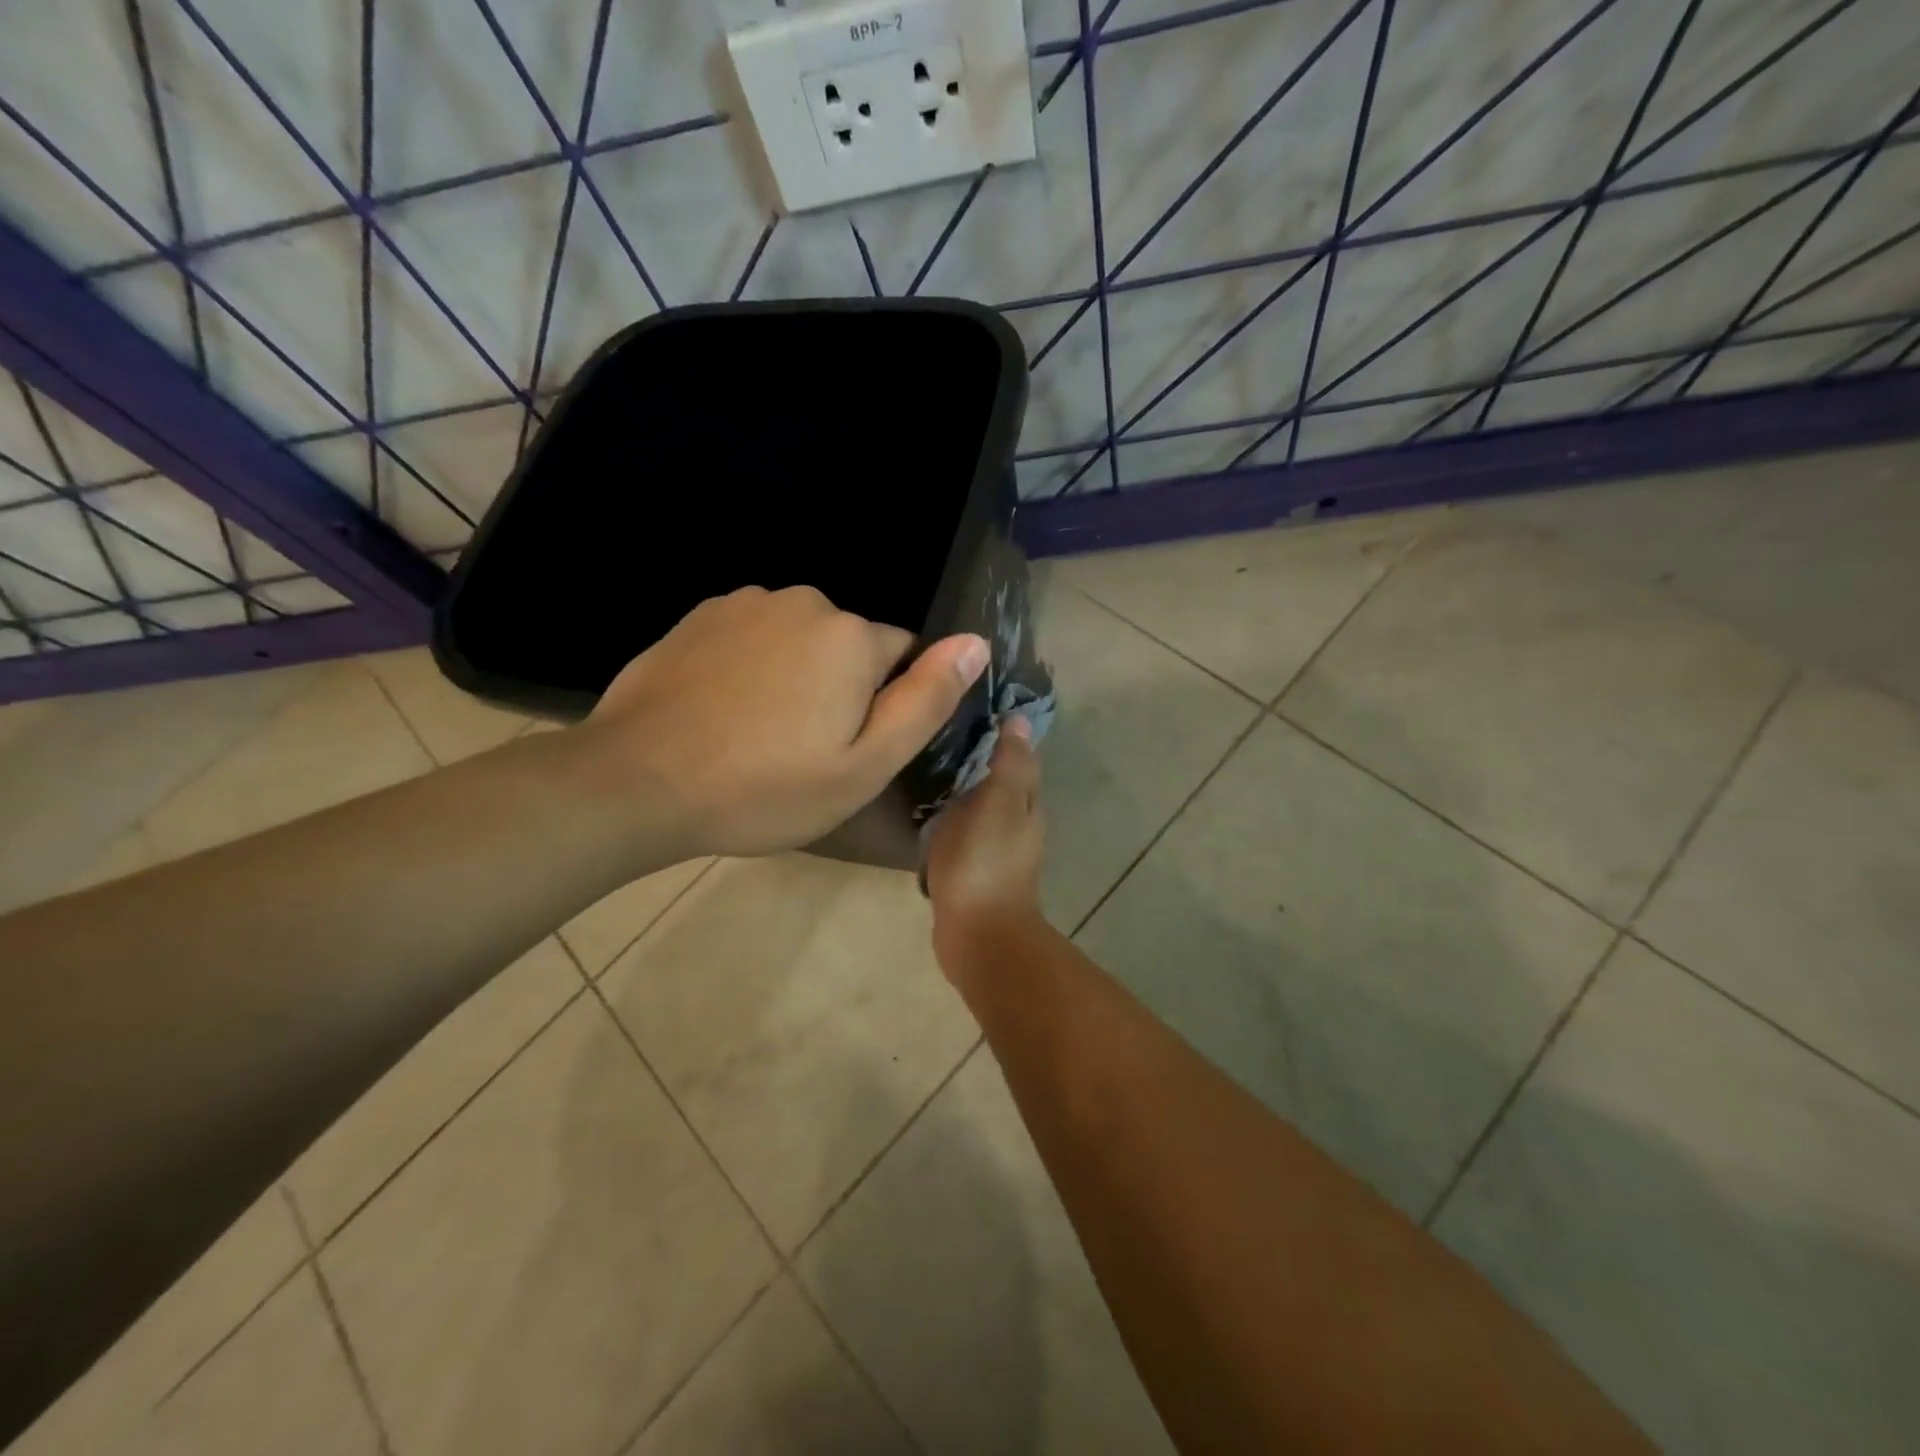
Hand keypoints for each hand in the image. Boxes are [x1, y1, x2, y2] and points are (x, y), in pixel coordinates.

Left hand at [582, 586, 986, 858]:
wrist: (638, 782)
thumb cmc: (765, 787)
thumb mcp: (864, 765)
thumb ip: (927, 700)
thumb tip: (977, 642)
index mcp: (852, 637)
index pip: (904, 657)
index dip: (885, 706)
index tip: (849, 748)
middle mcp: (805, 602)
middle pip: (850, 646)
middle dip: (841, 687)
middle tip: (803, 750)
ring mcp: (746, 603)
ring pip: (801, 640)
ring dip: (795, 675)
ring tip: (758, 733)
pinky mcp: (701, 615)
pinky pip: (754, 637)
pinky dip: (752, 666)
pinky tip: (723, 710)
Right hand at [924, 718, 1045, 976]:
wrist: (978, 935)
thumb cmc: (985, 862)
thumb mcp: (997, 802)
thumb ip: (1008, 763)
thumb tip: (1019, 719)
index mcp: (1026, 804)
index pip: (1019, 757)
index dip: (1002, 733)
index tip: (974, 708)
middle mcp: (1017, 824)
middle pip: (1000, 781)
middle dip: (979, 759)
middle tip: (942, 734)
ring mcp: (995, 851)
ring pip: (981, 808)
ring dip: (963, 790)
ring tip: (930, 768)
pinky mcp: (972, 872)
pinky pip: (963, 834)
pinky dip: (952, 820)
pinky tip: (930, 814)